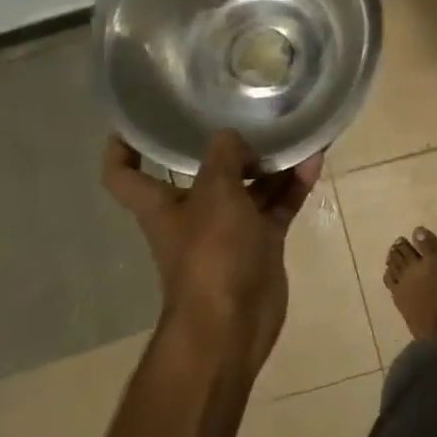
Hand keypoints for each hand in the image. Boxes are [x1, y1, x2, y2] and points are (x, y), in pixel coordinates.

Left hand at [101, 131, 323, 373]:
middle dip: (224, 147)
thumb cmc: (211, 253)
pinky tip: (313, 161)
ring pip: (248, 187)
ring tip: (293, 133)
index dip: (123, 145)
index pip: (123, 172)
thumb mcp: (215, 192)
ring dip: (269, 164)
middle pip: (202, 172)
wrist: (234, 322)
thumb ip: (225, 156)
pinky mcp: (261, 243)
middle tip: (246, 114)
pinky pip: (276, 206)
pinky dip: (292, 186)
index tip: (136, 120)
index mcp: (161, 204)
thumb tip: (234, 137)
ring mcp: (229, 230)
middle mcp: (192, 213)